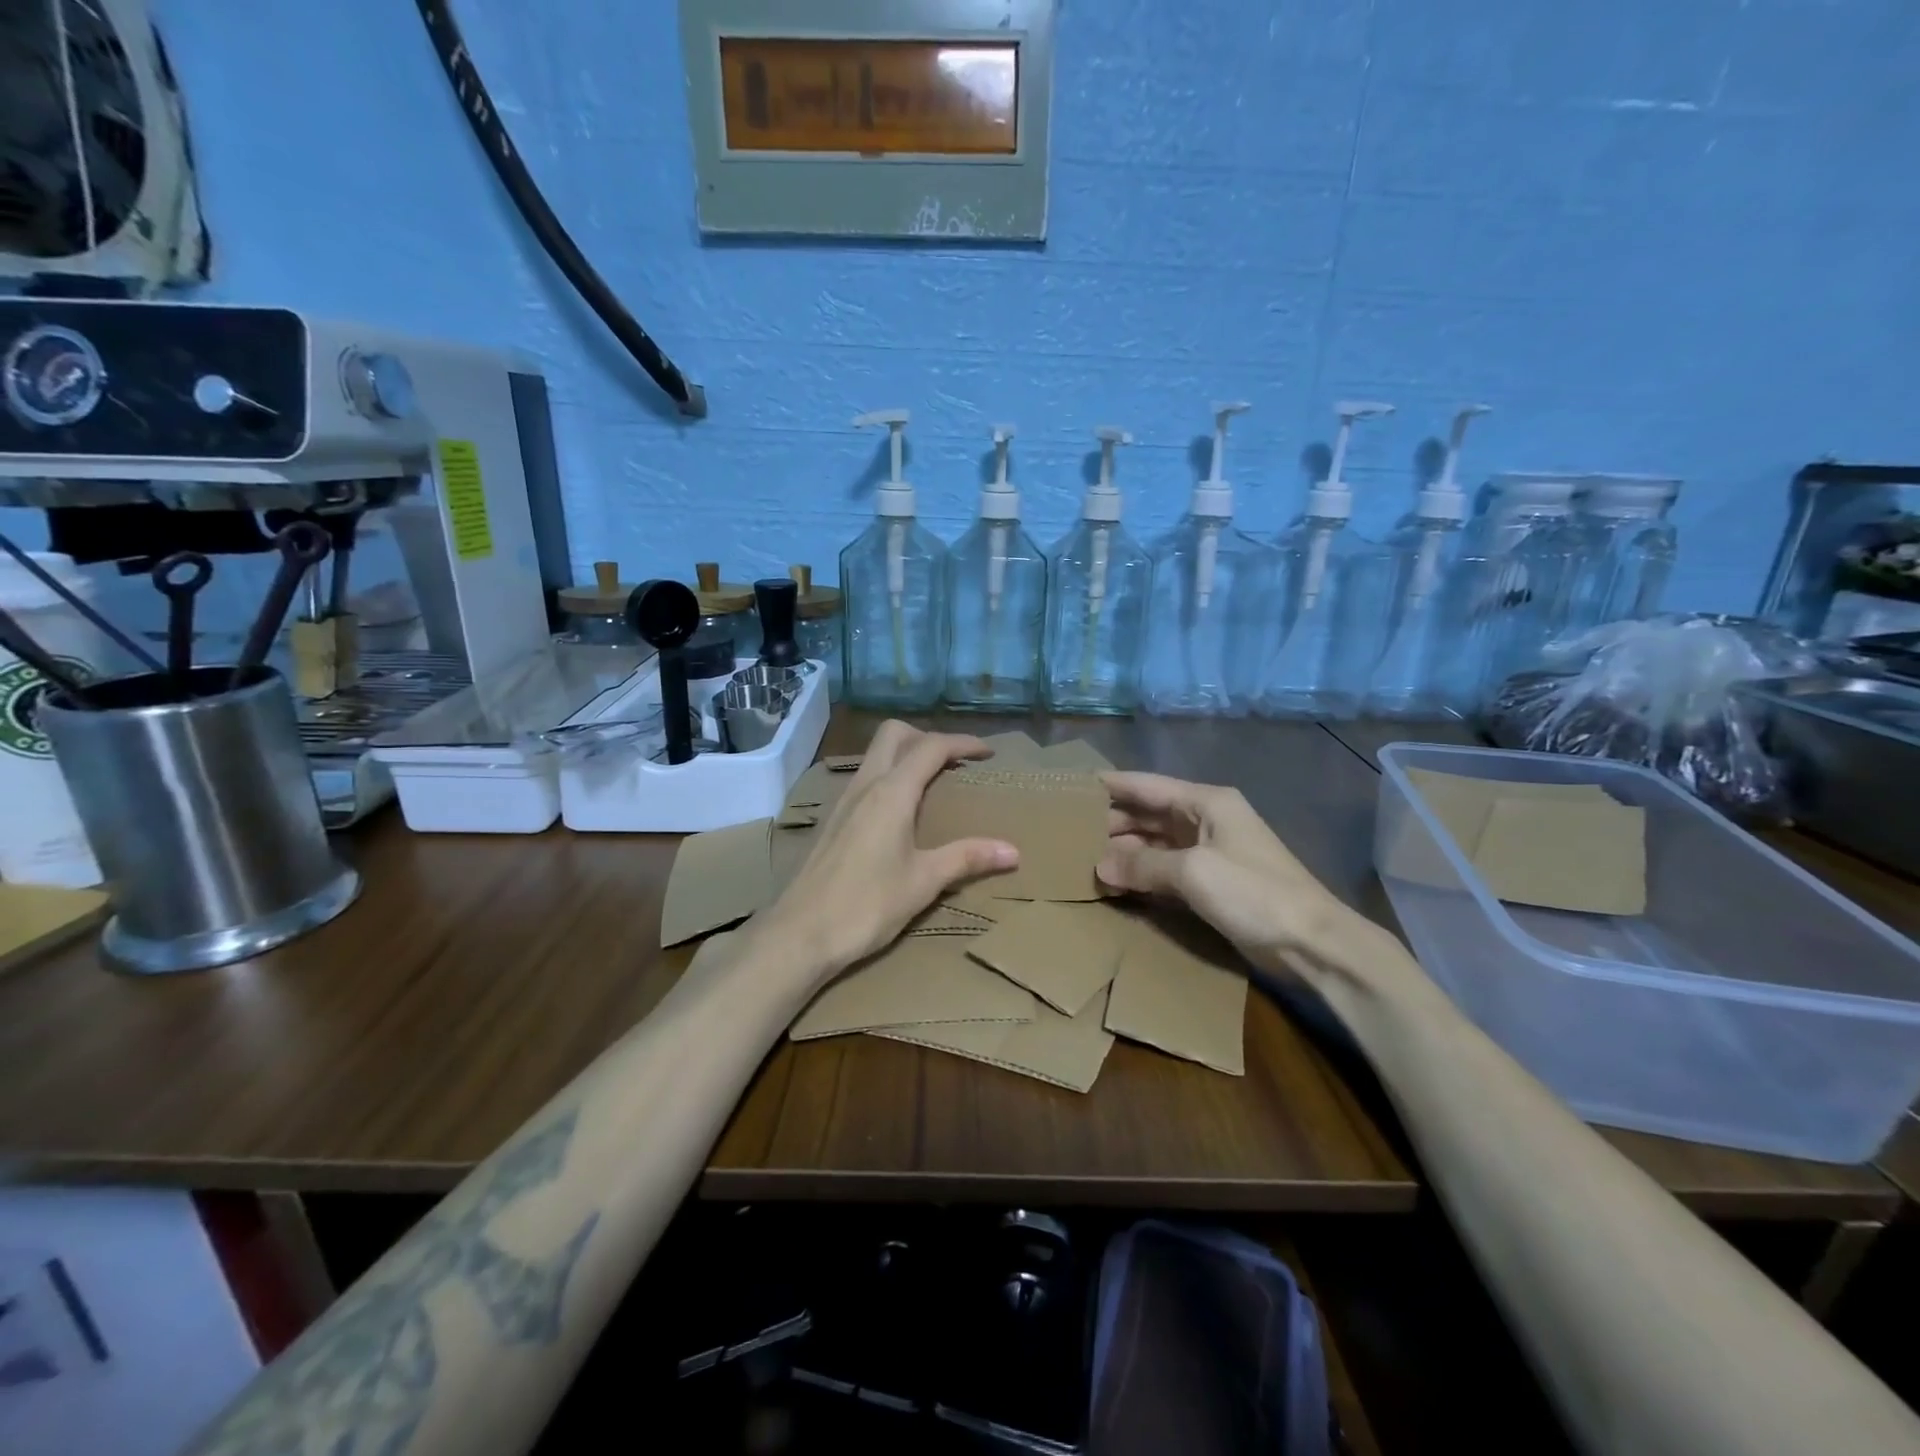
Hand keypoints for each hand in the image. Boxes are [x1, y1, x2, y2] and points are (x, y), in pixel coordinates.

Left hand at [759, 722, 1018, 984]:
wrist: (800, 934)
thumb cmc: (866, 905)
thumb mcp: (924, 882)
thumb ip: (967, 859)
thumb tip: (1013, 851)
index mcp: (891, 793)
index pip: (931, 748)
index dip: (963, 743)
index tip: (988, 752)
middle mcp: (865, 786)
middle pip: (894, 734)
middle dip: (927, 737)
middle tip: (954, 763)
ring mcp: (844, 801)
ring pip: (875, 755)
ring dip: (906, 755)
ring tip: (933, 784)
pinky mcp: (832, 821)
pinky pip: (865, 779)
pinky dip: (889, 777)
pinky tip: (900, 813)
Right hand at [1097, 772, 1348, 972]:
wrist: (1312, 943)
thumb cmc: (1253, 893)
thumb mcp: (1193, 871)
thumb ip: (1142, 865)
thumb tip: (1100, 866)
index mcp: (1205, 802)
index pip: (1147, 785)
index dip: (1111, 786)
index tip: (1073, 788)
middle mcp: (1204, 821)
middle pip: (1148, 814)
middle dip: (1112, 823)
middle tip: (1069, 835)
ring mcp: (1208, 854)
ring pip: (1154, 844)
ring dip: (1124, 852)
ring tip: (1083, 860)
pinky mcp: (1210, 885)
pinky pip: (1165, 872)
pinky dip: (1141, 875)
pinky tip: (1114, 884)